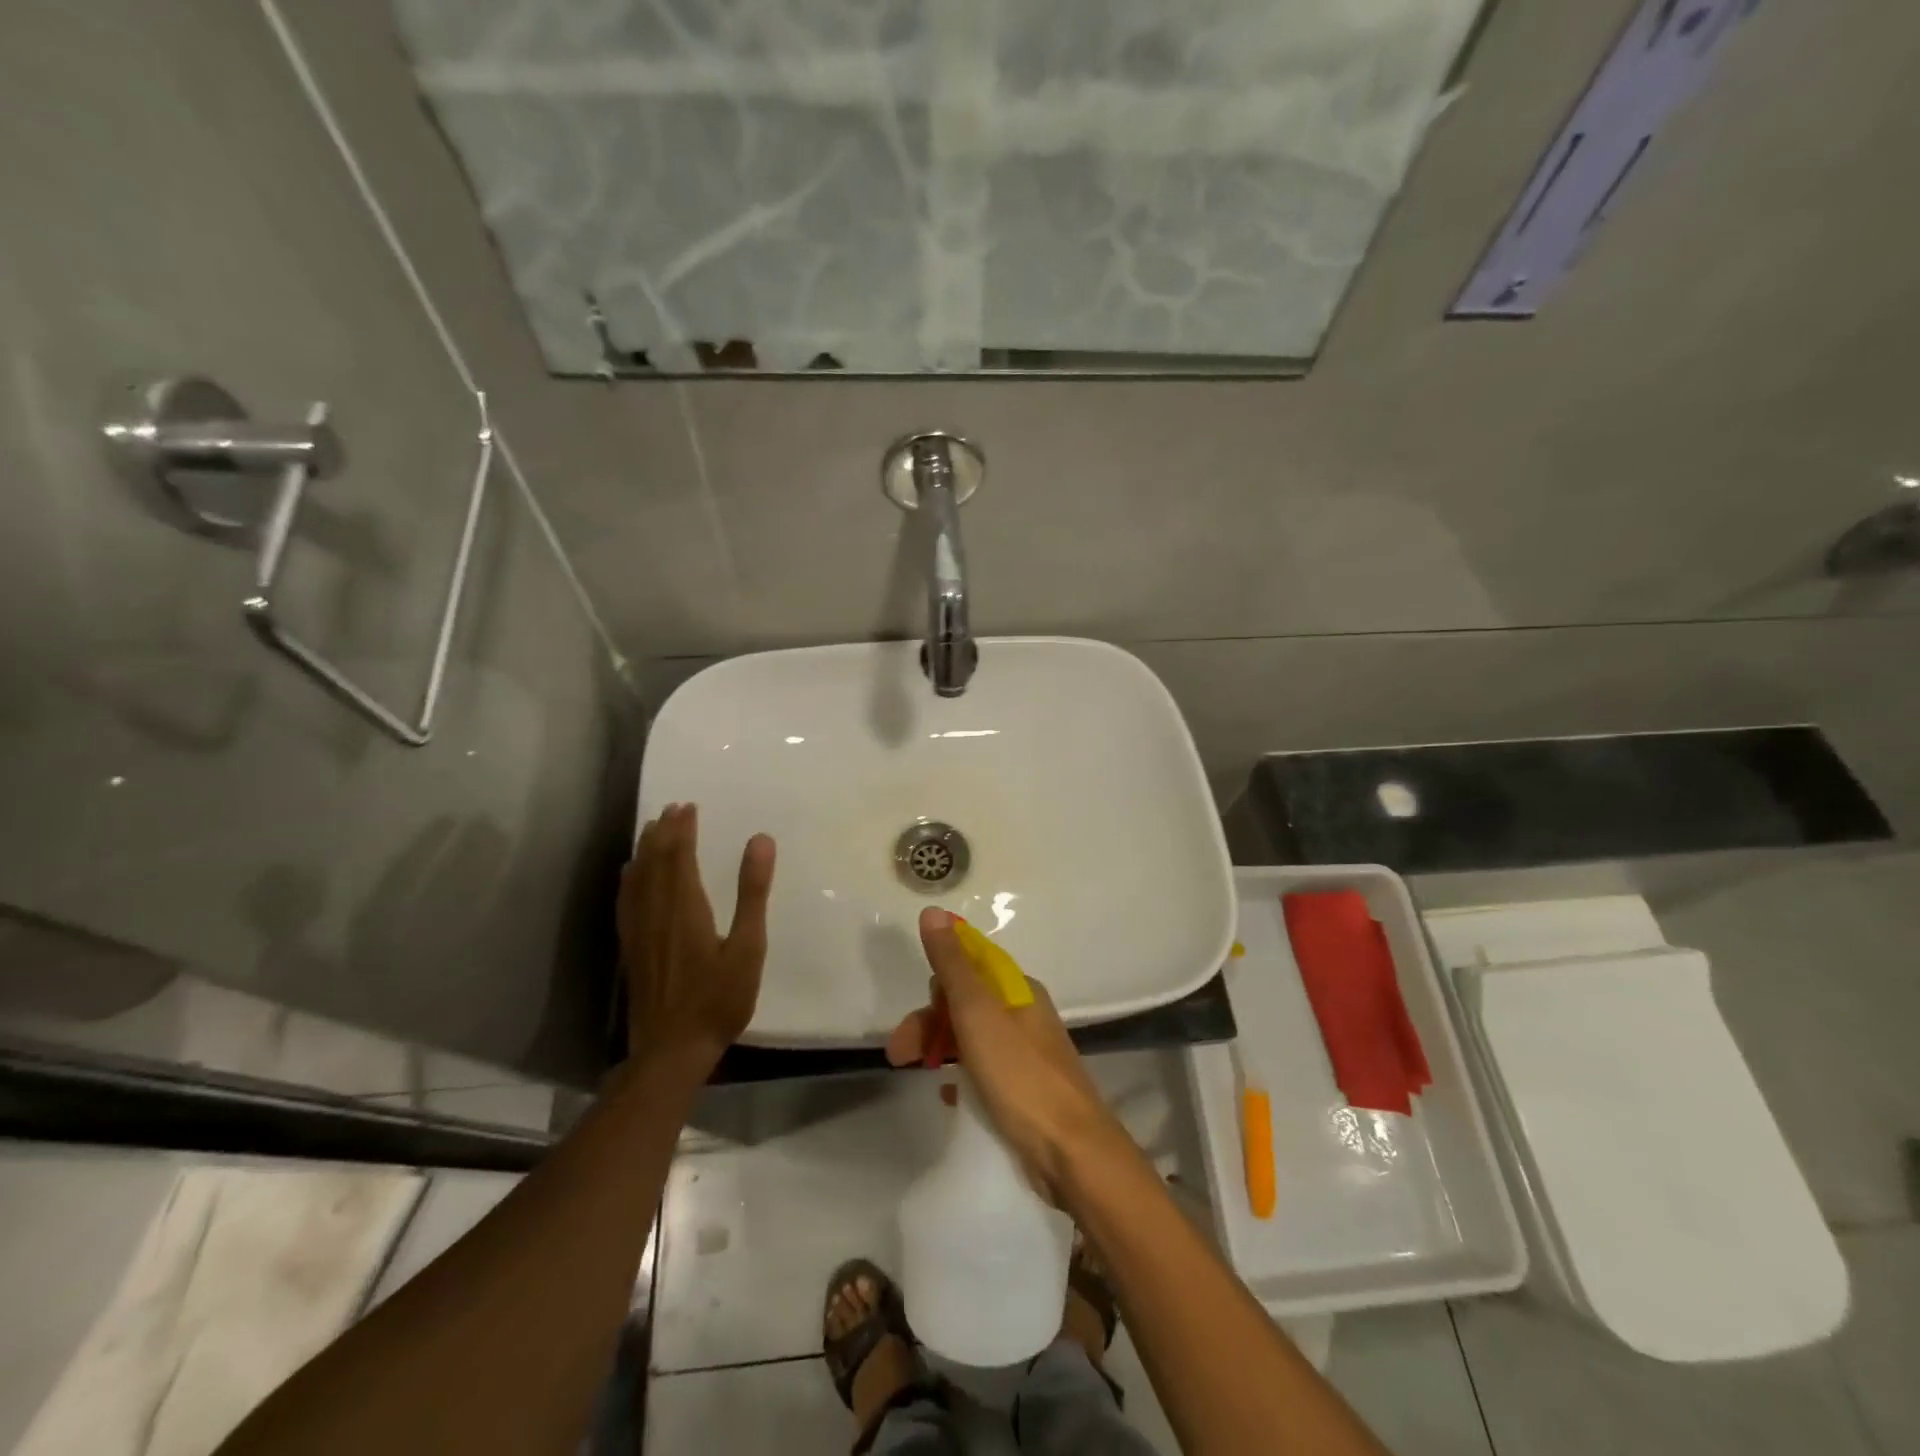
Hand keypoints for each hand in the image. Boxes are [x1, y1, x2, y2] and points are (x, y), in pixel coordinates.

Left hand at [619, 803, 775, 1070]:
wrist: (672, 1049)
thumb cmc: (718, 999)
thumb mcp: (748, 947)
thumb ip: (752, 892)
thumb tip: (760, 840)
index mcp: (685, 907)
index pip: (678, 856)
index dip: (682, 829)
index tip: (688, 806)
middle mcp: (656, 912)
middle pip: (654, 862)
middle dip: (662, 832)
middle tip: (672, 809)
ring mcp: (639, 931)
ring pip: (637, 879)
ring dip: (644, 850)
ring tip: (651, 829)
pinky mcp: (631, 949)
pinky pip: (626, 902)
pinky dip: (629, 879)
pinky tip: (630, 876)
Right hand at [885, 907, 1119, 1200]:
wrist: (1072, 1154)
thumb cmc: (1021, 1076)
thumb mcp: (978, 1014)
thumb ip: (953, 965)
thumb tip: (933, 911)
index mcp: (1018, 989)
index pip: (970, 964)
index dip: (938, 981)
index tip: (916, 1009)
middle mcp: (1025, 1014)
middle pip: (966, 1002)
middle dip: (929, 1021)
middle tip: (899, 1054)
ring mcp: (1027, 1053)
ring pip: (972, 1037)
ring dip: (940, 1047)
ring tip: (915, 1073)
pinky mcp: (1026, 1090)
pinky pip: (983, 1070)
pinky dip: (960, 1076)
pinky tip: (947, 1095)